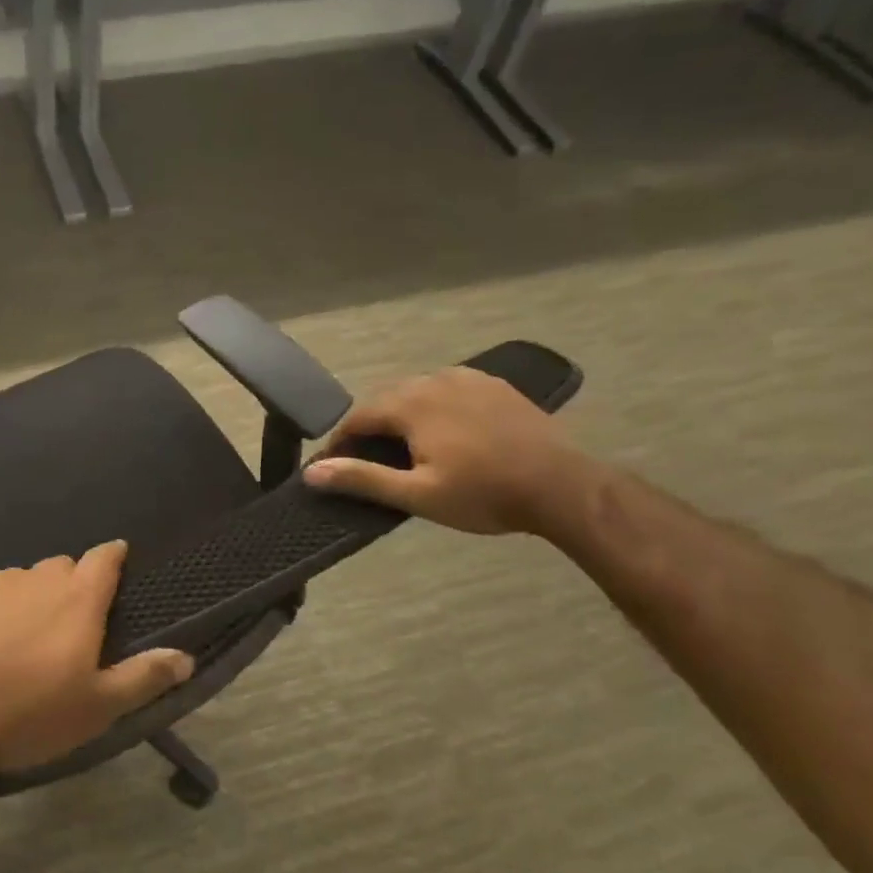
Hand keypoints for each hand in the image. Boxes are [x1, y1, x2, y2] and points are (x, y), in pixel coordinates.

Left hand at [0, 542, 193, 779]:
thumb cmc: (28, 714)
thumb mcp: (97, 708)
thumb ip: (144, 677)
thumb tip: (186, 657)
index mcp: (77, 599)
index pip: (104, 558)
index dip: (114, 556)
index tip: (118, 559)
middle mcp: (37, 579)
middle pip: (63, 567)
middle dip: (72, 585)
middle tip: (69, 626)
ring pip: (23, 580)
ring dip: (31, 598)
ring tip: (23, 640)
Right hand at [303, 367, 585, 535]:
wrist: (562, 486)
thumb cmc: (483, 494)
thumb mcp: (416, 494)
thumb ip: (361, 479)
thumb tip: (311, 472)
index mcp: (411, 404)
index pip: (358, 417)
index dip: (341, 442)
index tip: (333, 466)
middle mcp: (435, 380)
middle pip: (386, 400)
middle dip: (371, 427)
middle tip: (369, 460)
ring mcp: (469, 378)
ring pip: (418, 391)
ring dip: (402, 414)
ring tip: (406, 446)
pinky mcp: (495, 385)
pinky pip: (449, 388)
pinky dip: (435, 406)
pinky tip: (445, 430)